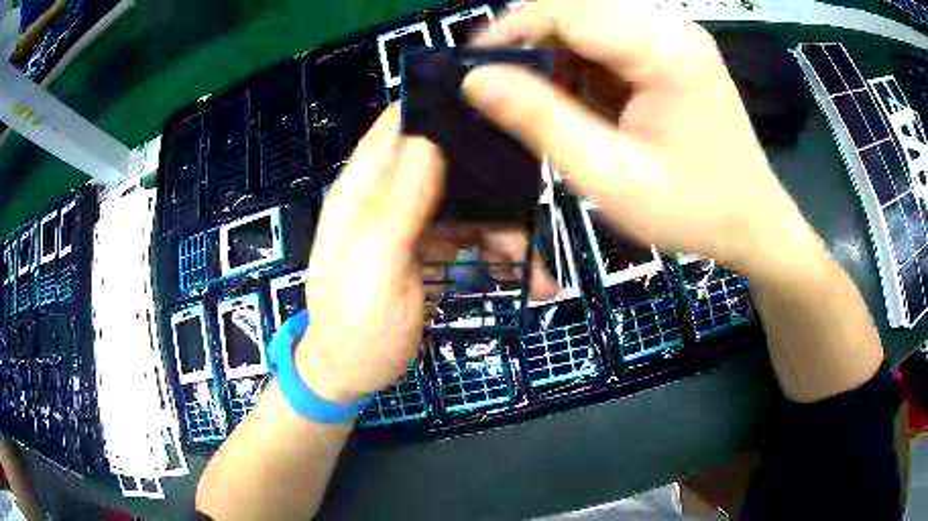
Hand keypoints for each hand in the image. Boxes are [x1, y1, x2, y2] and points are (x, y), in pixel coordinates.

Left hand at [297, 106, 556, 404]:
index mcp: (365, 189)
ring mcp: (415, 222)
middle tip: (535, 200)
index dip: (441, 108)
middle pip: (450, 160)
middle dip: (495, 178)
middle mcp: (390, 195)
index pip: (400, 124)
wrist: (352, 375)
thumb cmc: (355, 327)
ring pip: (472, 202)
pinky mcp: (433, 249)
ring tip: (537, 273)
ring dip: (509, 231)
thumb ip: (398, 205)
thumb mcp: (374, 269)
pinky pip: (476, 237)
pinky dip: (503, 256)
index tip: (493, 110)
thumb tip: (430, 141)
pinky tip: (526, 282)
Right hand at [464, 0, 824, 275]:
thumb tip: (477, 81)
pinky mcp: (673, 51)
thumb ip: (540, 120)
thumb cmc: (692, 209)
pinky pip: (610, 42)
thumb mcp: (609, 175)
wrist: (752, 223)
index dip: (507, 31)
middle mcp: (669, 25)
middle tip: (503, 92)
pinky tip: (584, 103)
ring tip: (547, 106)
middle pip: (575, 9)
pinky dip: (583, 66)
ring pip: (589, 24)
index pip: (562, 9)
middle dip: (531, 44)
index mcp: (661, 46)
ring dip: (556, 57)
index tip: (473, 69)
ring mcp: (674, 36)